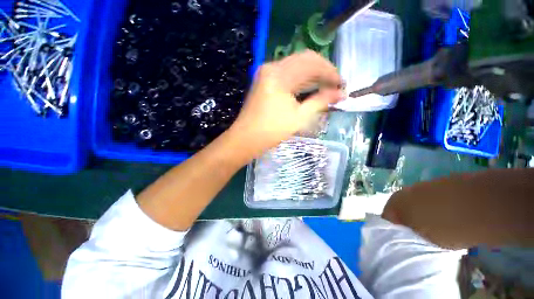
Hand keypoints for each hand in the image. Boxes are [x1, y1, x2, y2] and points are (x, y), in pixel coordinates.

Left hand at [229, 50, 343, 157]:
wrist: (246, 139)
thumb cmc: (272, 131)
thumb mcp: (299, 117)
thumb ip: (320, 102)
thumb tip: (340, 94)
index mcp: (279, 74)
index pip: (312, 63)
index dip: (330, 72)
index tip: (342, 84)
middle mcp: (272, 67)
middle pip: (304, 61)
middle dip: (322, 72)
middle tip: (335, 86)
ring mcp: (266, 74)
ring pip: (295, 67)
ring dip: (312, 77)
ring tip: (325, 88)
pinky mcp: (264, 81)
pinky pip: (287, 75)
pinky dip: (300, 81)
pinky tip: (309, 89)